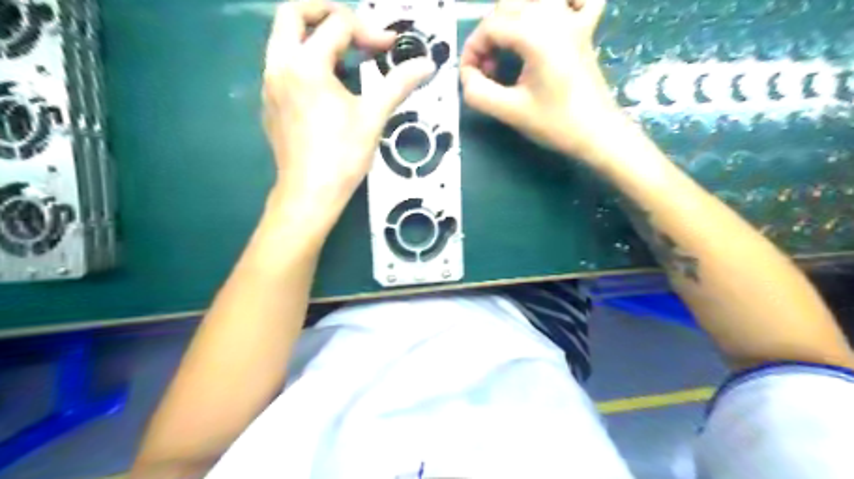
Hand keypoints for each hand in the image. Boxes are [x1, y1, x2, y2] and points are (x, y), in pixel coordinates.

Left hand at [264, 1, 434, 228]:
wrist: (309, 193)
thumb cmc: (343, 156)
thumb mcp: (374, 117)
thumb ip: (399, 84)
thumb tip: (427, 64)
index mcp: (306, 65)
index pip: (338, 26)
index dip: (370, 31)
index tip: (390, 49)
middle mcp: (279, 65)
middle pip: (293, 13)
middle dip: (326, 12)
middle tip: (354, 28)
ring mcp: (269, 83)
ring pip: (283, 38)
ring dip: (313, 36)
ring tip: (344, 57)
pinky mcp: (269, 101)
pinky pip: (282, 64)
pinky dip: (304, 60)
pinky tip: (327, 87)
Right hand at [461, 0, 622, 163]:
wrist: (597, 133)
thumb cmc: (556, 123)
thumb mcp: (509, 112)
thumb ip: (477, 92)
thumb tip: (467, 76)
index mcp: (536, 35)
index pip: (490, 26)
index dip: (472, 50)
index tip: (471, 77)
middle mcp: (555, 16)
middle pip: (507, 5)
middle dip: (488, 35)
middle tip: (488, 69)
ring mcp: (573, 19)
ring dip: (512, 18)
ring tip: (509, 48)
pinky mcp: (584, 28)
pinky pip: (576, 0)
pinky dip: (561, 4)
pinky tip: (549, 20)